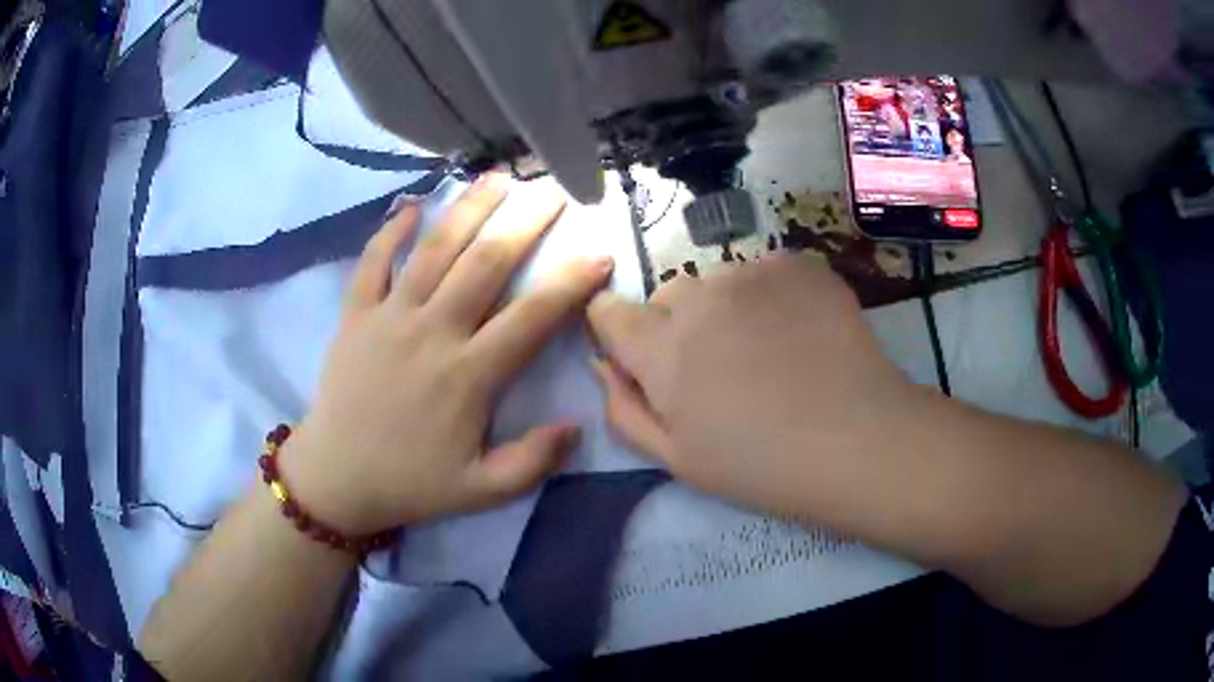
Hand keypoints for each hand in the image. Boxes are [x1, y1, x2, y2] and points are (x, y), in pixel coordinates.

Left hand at [282, 175, 613, 534]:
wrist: (336, 477)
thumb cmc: (410, 482)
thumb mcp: (480, 491)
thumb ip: (531, 461)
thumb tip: (576, 425)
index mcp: (468, 375)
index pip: (531, 318)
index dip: (570, 283)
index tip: (599, 254)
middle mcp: (432, 332)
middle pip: (485, 264)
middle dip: (525, 223)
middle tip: (552, 192)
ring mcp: (389, 317)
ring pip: (434, 249)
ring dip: (468, 209)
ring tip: (497, 178)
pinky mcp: (355, 315)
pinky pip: (372, 262)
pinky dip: (391, 231)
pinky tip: (413, 206)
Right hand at [587, 254, 914, 520]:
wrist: (857, 440)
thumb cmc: (761, 464)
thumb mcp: (677, 458)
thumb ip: (625, 407)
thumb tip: (604, 364)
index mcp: (660, 349)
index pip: (608, 311)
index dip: (618, 331)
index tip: (642, 355)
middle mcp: (698, 297)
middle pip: (666, 297)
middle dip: (677, 326)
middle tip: (719, 368)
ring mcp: (751, 273)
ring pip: (717, 283)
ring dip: (726, 309)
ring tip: (767, 351)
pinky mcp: (796, 264)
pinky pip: (763, 273)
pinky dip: (769, 297)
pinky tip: (799, 333)